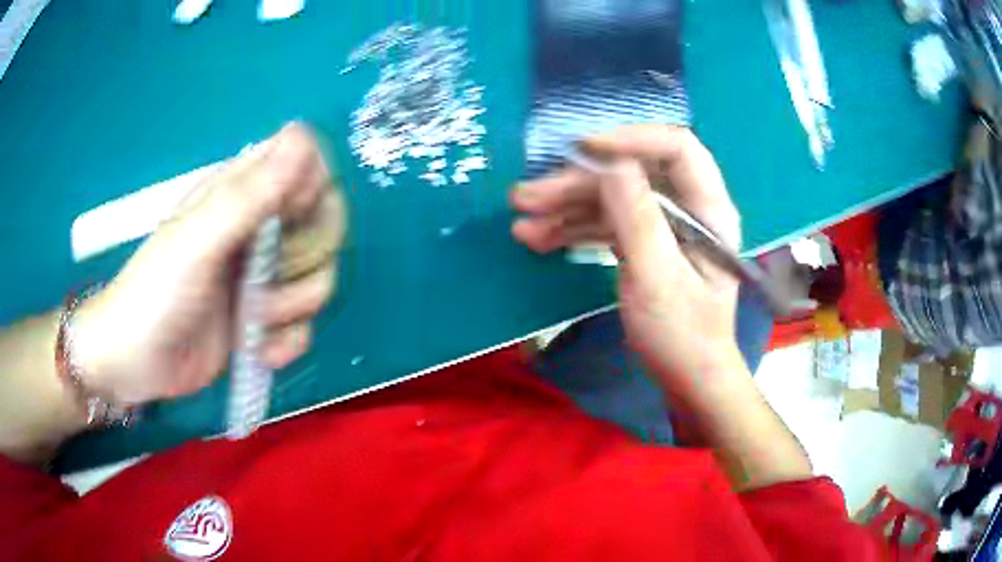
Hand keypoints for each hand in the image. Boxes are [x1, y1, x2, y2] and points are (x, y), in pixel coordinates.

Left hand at [72, 122, 345, 404]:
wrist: (135, 364)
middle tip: (268, 274)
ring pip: (317, 278)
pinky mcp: (264, 321)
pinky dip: (285, 343)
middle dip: (306, 257)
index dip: (312, 190)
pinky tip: (257, 350)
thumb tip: (304, 137)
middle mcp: (260, 230)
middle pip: (325, 224)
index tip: (288, 219)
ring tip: (251, 321)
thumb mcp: (198, 239)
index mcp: (243, 194)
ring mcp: (264, 278)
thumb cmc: (155, 292)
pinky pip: (304, 326)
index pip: (308, 166)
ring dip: (291, 308)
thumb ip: (250, 193)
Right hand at [511, 125, 744, 382]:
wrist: (687, 378)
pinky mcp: (645, 242)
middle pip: (631, 174)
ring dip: (566, 208)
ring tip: (523, 226)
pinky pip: (607, 223)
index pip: (676, 148)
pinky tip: (541, 240)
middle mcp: (688, 207)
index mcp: (708, 208)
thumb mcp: (657, 278)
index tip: (581, 149)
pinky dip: (574, 229)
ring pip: (612, 198)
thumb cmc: (681, 335)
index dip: (630, 139)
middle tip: (526, 199)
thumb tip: (610, 163)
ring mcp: (664, 225)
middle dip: (578, 184)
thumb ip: (636, 217)